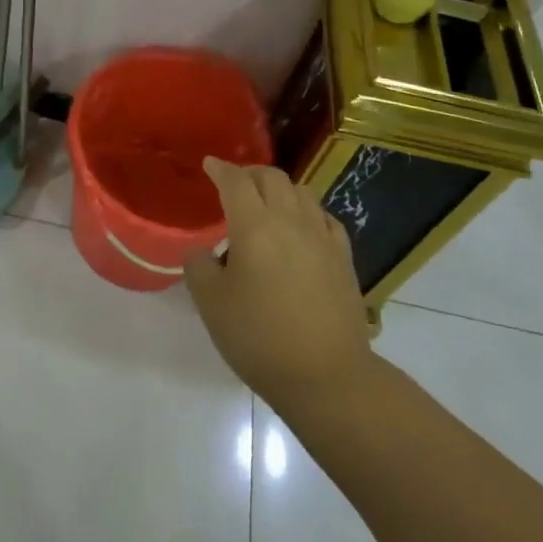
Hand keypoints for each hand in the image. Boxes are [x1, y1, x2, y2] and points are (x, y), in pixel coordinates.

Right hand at [184, 158, 372, 414]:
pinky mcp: (343, 258)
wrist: (327, 377)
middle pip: (271, 177)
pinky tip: (302, 226)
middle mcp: (290, 221)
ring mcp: (321, 237)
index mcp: (254, 226)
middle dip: (249, 174)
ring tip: (266, 204)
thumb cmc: (260, 339)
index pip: (235, 181)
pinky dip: (307, 211)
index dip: (220, 169)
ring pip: (301, 191)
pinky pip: (324, 217)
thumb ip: (199, 268)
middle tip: (234, 184)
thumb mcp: (211, 305)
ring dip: (279, 188)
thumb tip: (203, 253)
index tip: (209, 165)